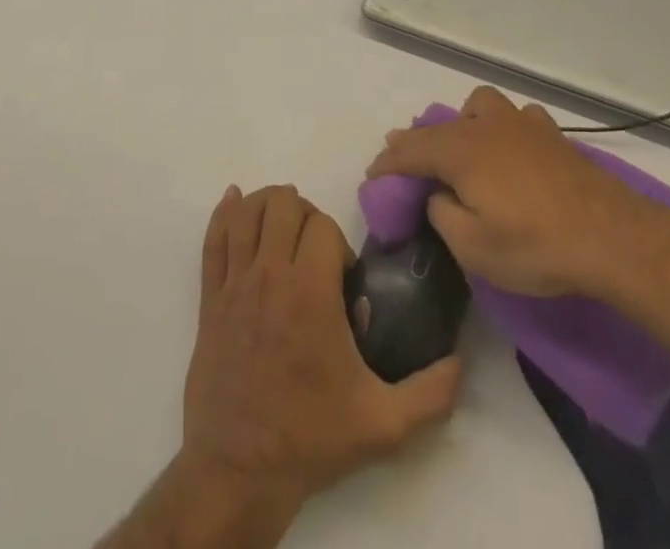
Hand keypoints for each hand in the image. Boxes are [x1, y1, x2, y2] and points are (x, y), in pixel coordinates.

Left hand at [179, 184, 461, 515]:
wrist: (240, 468)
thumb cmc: (310, 437)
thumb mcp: (383, 424)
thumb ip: (429, 393)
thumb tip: (458, 363)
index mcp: (310, 291)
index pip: (322, 225)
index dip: (338, 243)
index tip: (342, 278)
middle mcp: (270, 273)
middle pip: (283, 204)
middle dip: (304, 214)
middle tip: (314, 250)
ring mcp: (235, 282)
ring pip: (246, 212)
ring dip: (267, 205)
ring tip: (282, 225)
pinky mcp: (210, 296)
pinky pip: (212, 238)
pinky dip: (223, 213)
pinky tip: (233, 201)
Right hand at [365, 86, 669, 302]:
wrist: (612, 236)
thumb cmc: (536, 245)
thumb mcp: (474, 248)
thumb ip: (444, 216)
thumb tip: (439, 197)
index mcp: (460, 151)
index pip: (410, 150)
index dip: (387, 163)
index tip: (373, 176)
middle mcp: (484, 127)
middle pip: (440, 125)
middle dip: (418, 141)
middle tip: (408, 163)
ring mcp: (521, 125)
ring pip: (479, 106)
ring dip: (464, 123)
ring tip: (466, 149)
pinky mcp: (551, 135)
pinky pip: (517, 118)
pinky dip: (506, 130)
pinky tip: (513, 151)